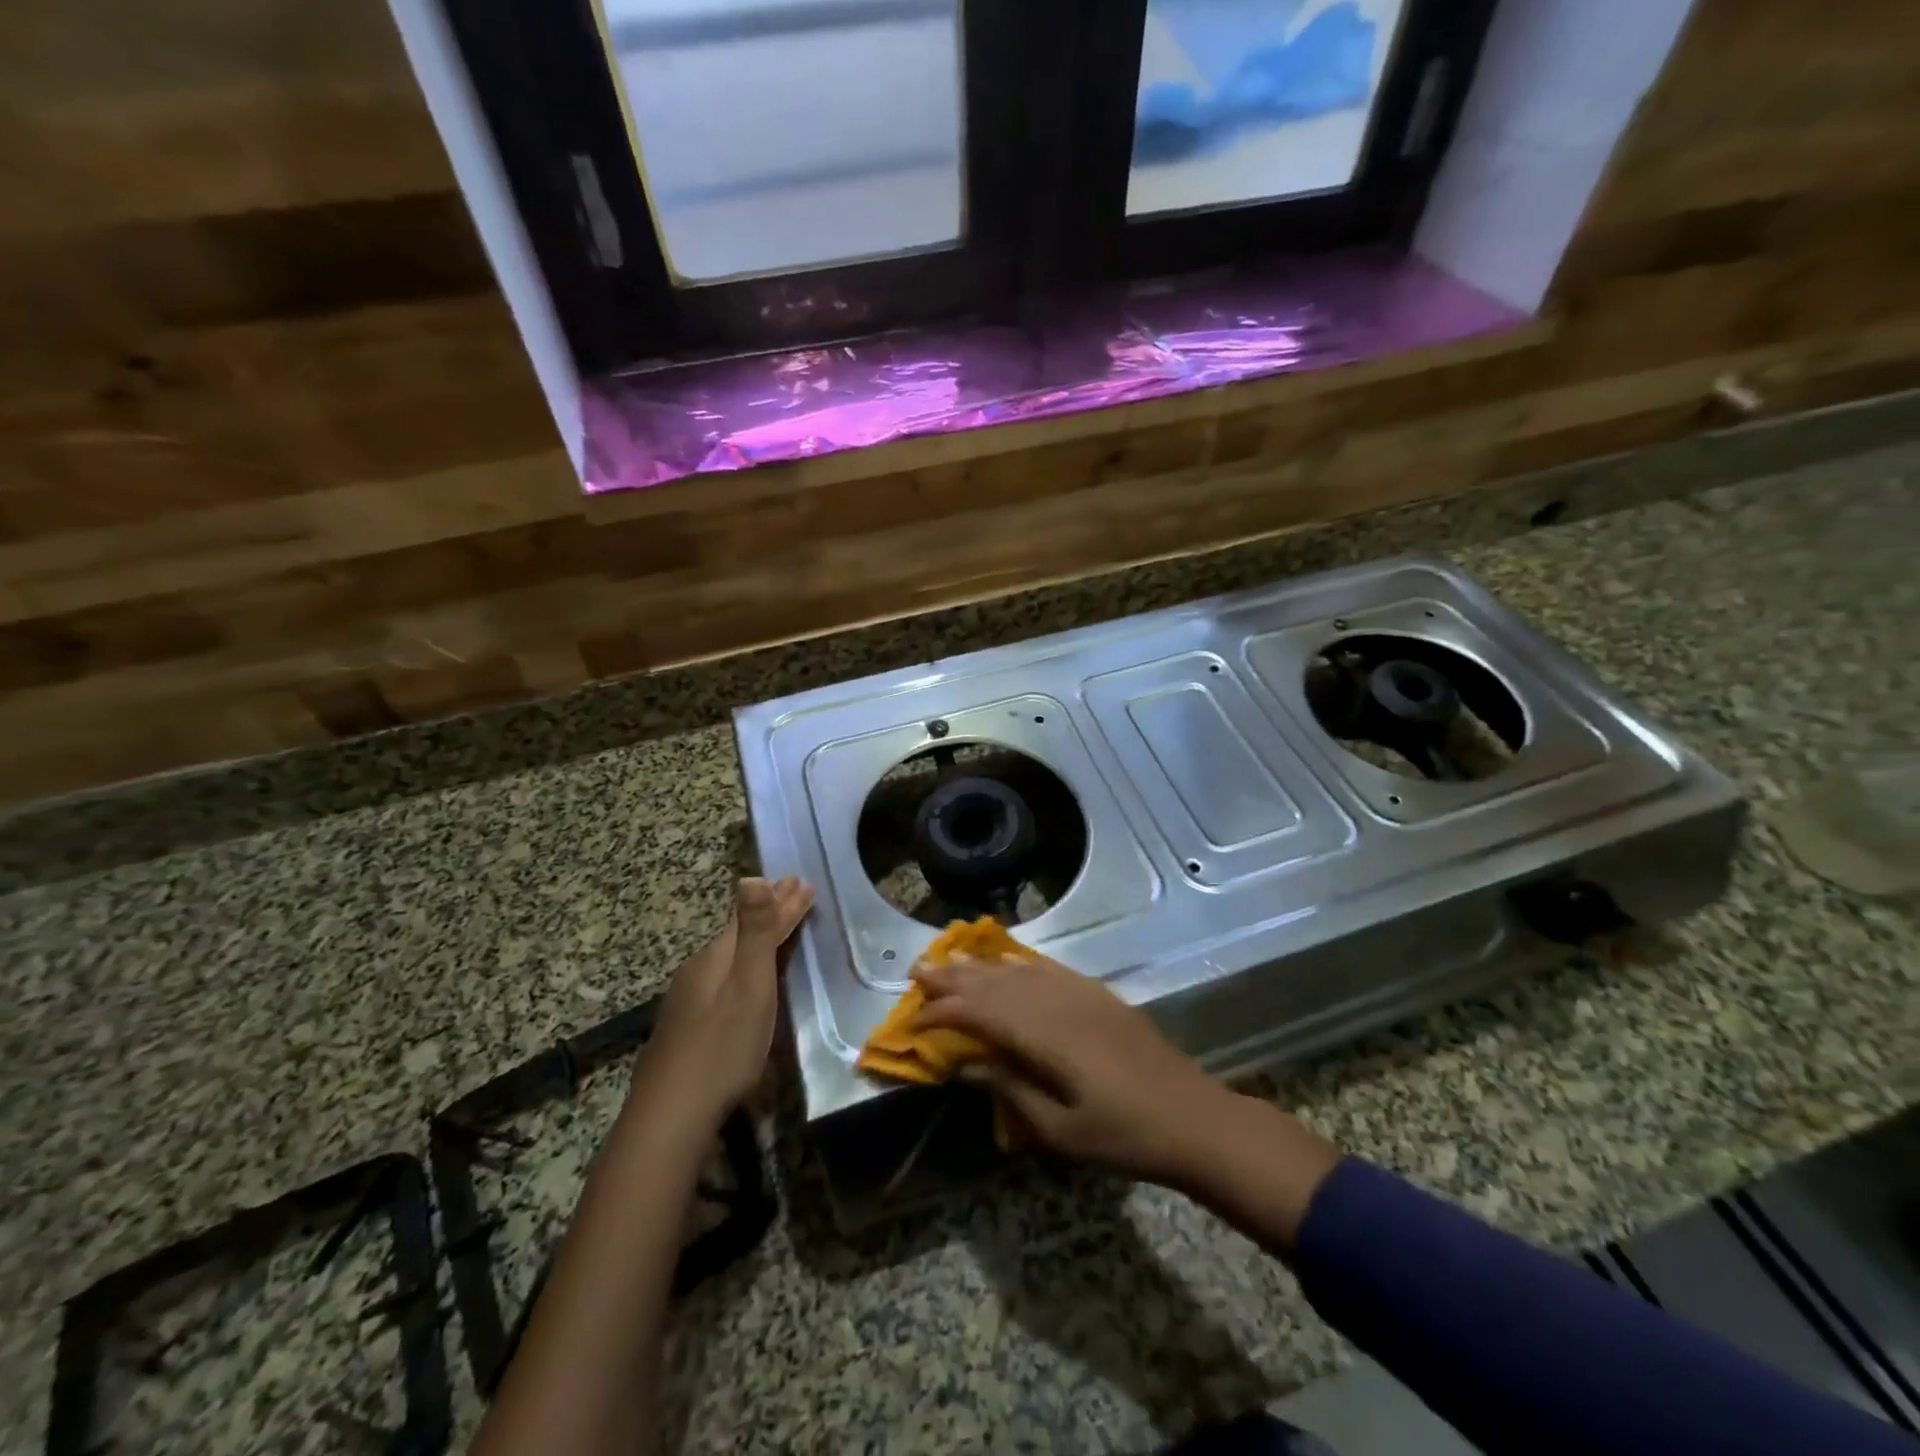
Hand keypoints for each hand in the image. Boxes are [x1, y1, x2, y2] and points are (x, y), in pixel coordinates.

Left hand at [634, 876, 812, 1135]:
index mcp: (715, 958)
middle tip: (792, 889)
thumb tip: (752, 876)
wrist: (671, 1117)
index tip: (804, 882)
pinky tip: (741, 976)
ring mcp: (687, 1001)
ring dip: (756, 936)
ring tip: (775, 926)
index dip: (781, 901)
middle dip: (768, 912)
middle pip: (738, 933)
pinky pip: (721, 977)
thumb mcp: (748, 986)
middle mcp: (698, 971)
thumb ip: (754, 933)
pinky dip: (743, 964)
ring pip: (728, 955)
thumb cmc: (722, 1048)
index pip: (753, 917)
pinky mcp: (686, 1028)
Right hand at [911, 950, 1238, 1184]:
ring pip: (1018, 971)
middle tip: (918, 971)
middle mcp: (1057, 1004)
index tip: (916, 1019)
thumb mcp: (1060, 1130)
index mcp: (1045, 1036)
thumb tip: (967, 1065)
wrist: (1192, 1117)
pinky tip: (1007, 959)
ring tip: (950, 957)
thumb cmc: (1123, 1135)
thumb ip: (1011, 1091)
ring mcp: (1080, 994)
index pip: (981, 1014)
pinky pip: (1049, 969)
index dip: (945, 1014)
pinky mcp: (1097, 994)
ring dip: (981, 965)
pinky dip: (1021, 962)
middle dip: (954, 978)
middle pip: (995, 984)